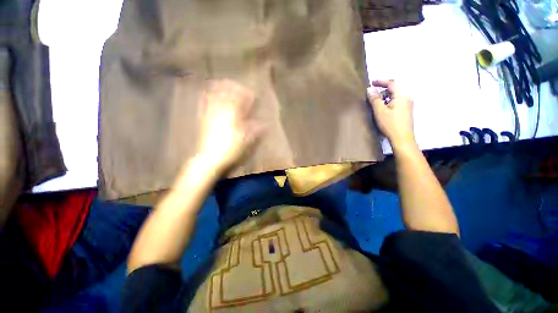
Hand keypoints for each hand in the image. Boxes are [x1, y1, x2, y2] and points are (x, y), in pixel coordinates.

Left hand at [197, 79, 264, 171]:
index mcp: (233, 118)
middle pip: (227, 97)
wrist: (210, 159)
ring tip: (220, 81)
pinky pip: (204, 106)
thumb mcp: (246, 141)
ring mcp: (211, 116)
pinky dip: (205, 97)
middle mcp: (222, 114)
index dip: (246, 96)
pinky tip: (205, 93)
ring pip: (214, 98)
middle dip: (232, 88)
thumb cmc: (230, 150)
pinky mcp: (204, 121)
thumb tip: (266, 124)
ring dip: (218, 89)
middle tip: (235, 83)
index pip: (240, 102)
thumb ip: (255, 130)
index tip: (251, 93)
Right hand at [367, 80, 415, 148]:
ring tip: (375, 101)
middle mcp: (407, 98)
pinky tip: (383, 108)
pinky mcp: (406, 111)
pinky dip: (389, 101)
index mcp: (401, 96)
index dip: (381, 81)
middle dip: (383, 89)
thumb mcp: (380, 111)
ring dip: (385, 96)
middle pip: (394, 89)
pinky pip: (397, 101)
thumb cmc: (390, 124)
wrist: (402, 138)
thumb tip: (369, 89)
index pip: (392, 83)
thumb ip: (375, 99)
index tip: (371, 82)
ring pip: (395, 96)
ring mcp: (408, 105)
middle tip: (372, 93)